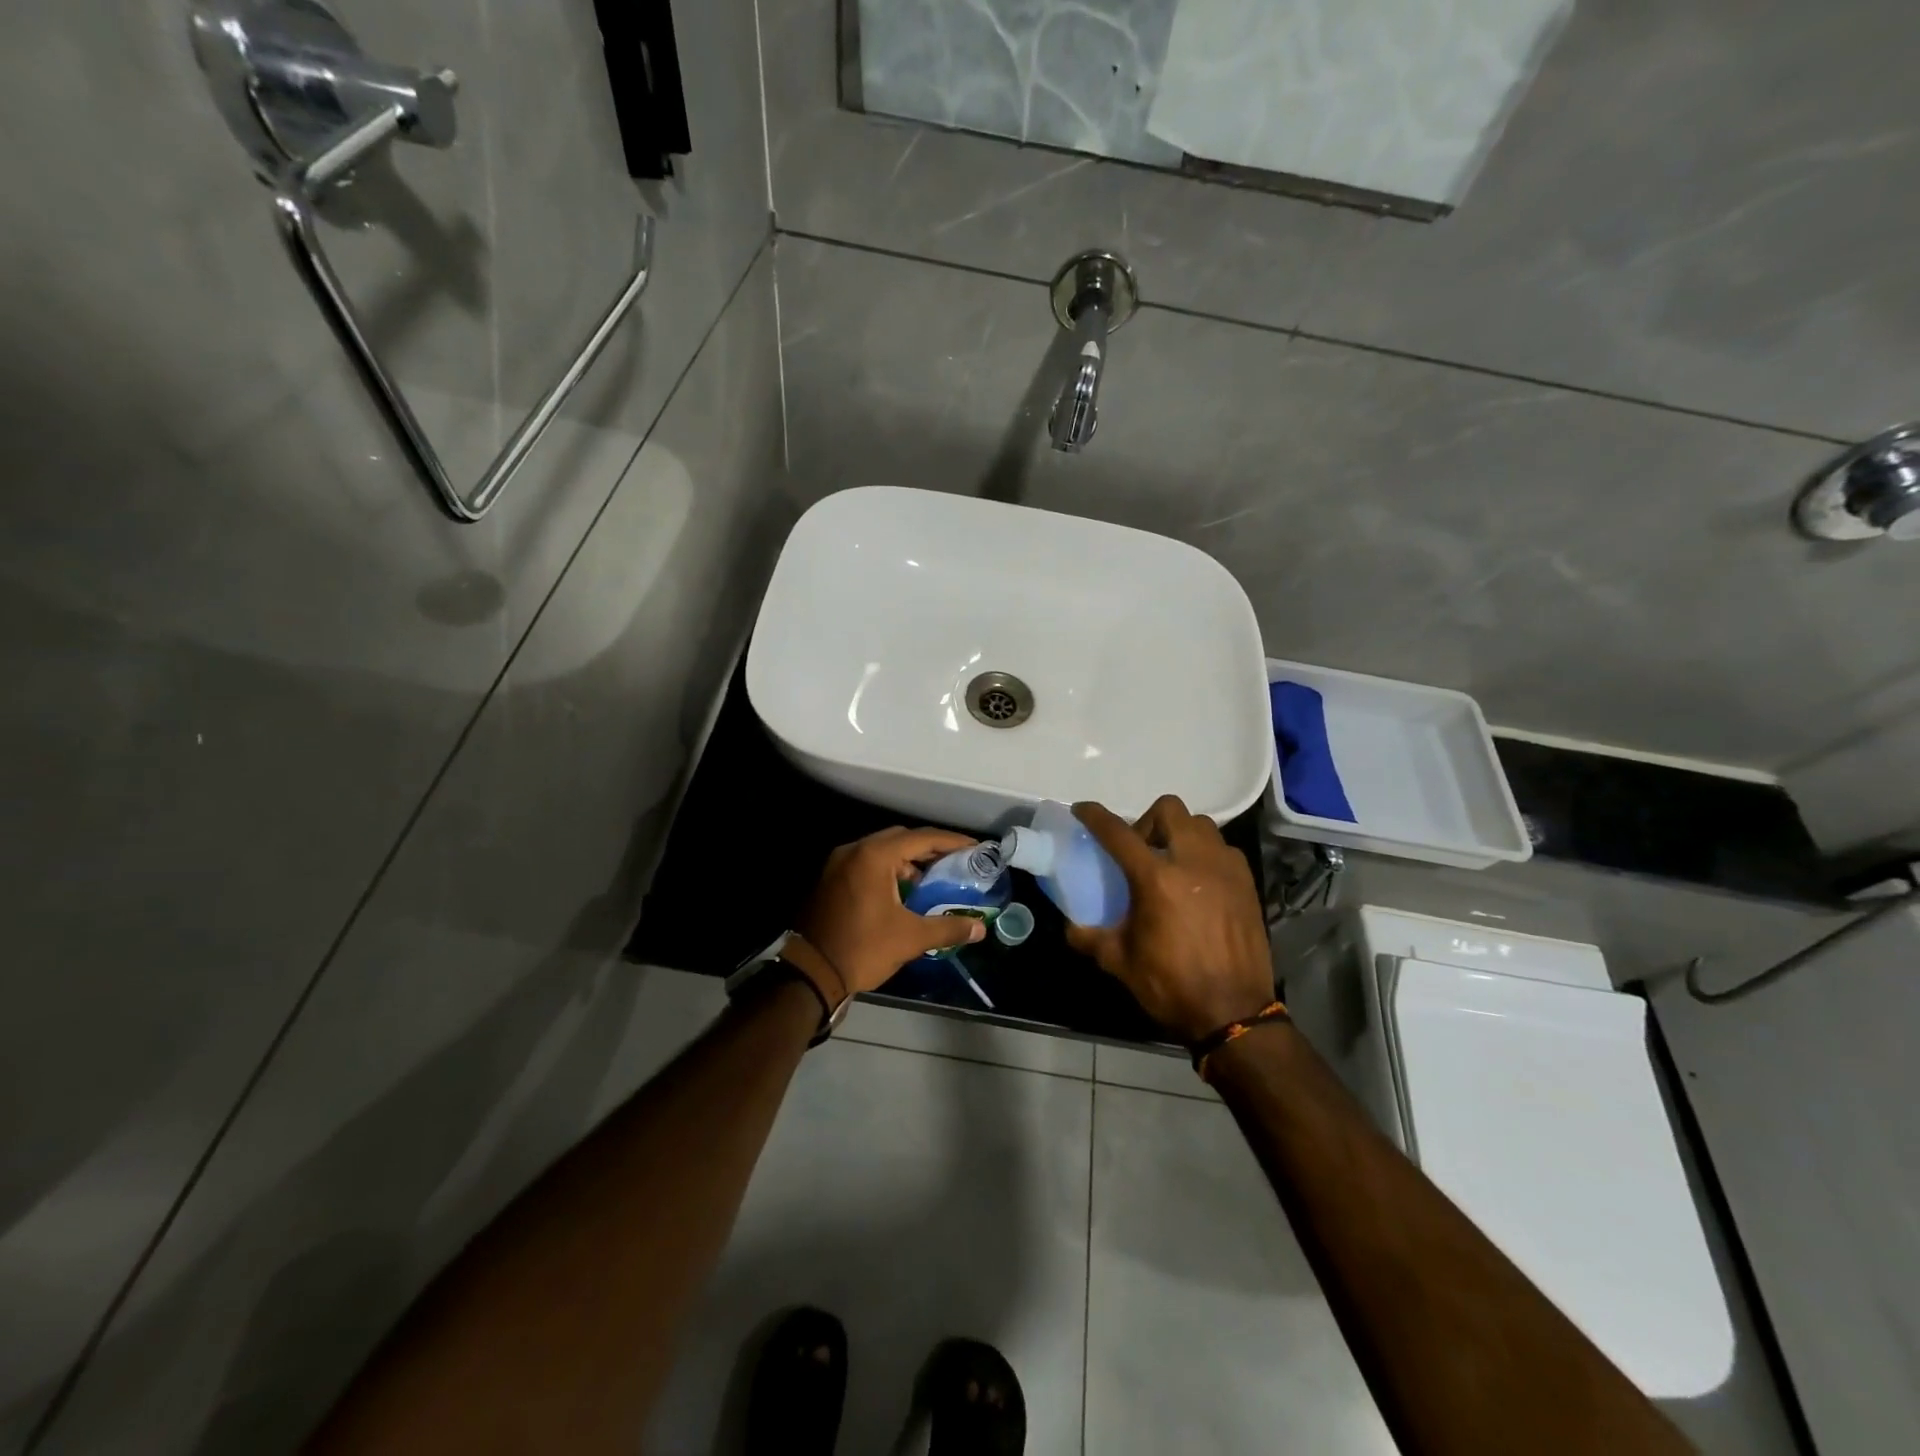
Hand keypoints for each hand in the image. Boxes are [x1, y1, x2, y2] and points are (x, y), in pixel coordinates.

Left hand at [794, 826, 987, 995]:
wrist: (810, 974)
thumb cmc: (862, 949)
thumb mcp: (910, 938)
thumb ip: (948, 928)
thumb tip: (979, 928)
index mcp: (874, 856)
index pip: (921, 838)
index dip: (951, 841)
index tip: (975, 847)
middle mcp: (854, 850)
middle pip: (900, 838)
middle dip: (929, 848)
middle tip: (956, 861)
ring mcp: (838, 863)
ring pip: (881, 851)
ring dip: (907, 861)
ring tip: (932, 880)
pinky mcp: (830, 879)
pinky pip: (866, 863)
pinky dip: (888, 870)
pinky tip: (904, 891)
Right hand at [1065, 796, 1274, 1042]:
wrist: (1234, 1013)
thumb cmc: (1171, 986)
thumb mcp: (1119, 962)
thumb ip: (1089, 936)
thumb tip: (1071, 925)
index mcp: (1156, 879)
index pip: (1118, 832)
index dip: (1095, 816)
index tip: (1082, 810)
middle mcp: (1192, 861)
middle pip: (1168, 809)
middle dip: (1146, 820)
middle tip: (1138, 849)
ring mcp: (1225, 868)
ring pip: (1200, 824)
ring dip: (1179, 833)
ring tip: (1170, 862)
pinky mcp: (1247, 882)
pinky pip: (1223, 848)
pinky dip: (1205, 852)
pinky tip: (1197, 881)